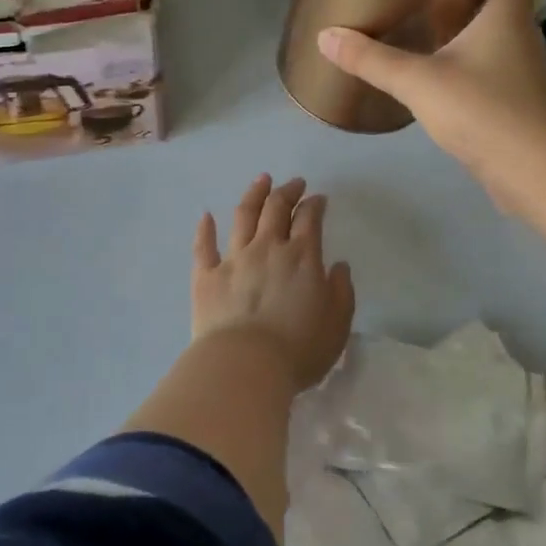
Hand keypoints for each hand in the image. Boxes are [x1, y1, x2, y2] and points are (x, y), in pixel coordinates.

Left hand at [192, 174, 354, 391]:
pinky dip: (205, 229)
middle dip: (287, 192)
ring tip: (261, 181)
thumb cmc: (298, 349)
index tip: (318, 199)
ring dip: (253, 195)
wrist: (245, 365)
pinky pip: (204, 246)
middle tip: (294, 183)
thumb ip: (341, 291)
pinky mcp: (206, 277)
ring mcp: (234, 259)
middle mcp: (267, 248)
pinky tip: (206, 216)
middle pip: (276, 209)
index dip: (314, 204)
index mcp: (302, 257)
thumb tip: (338, 266)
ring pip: (243, 216)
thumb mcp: (337, 324)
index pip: (309, 218)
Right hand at [315, 0, 545, 206]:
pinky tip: (442, 61)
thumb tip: (326, 36)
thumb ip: (372, 59)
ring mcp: (522, 68)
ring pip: (500, 28)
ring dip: (474, 15)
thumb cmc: (483, 110)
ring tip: (431, 7)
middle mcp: (521, 33)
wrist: (533, 172)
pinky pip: (493, 61)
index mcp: (507, 13)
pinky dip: (472, 52)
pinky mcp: (516, 98)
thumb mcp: (419, 81)